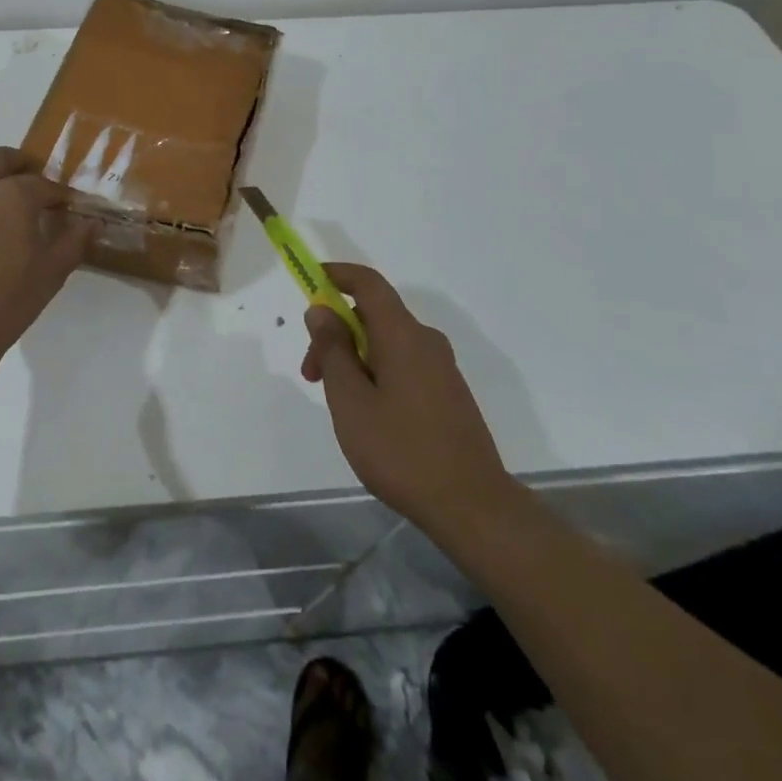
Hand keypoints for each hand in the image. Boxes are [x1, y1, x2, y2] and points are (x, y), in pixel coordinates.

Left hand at [0, 147, 93, 363]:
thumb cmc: (3, 304)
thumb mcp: (50, 274)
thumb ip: (74, 241)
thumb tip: (92, 222)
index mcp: (12, 195)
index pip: (44, 184)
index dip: (59, 194)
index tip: (66, 206)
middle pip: (0, 159)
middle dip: (20, 167)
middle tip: (31, 188)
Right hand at [301, 263, 515, 527]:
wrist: (472, 505)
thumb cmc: (400, 450)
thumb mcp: (350, 400)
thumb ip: (333, 350)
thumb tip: (321, 310)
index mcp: (402, 335)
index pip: (368, 283)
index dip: (338, 275)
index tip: (310, 281)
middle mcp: (425, 341)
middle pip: (373, 315)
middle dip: (336, 332)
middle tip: (311, 374)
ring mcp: (441, 368)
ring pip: (386, 343)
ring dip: (353, 357)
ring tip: (336, 402)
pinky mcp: (448, 393)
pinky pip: (403, 364)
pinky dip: (375, 372)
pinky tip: (366, 414)